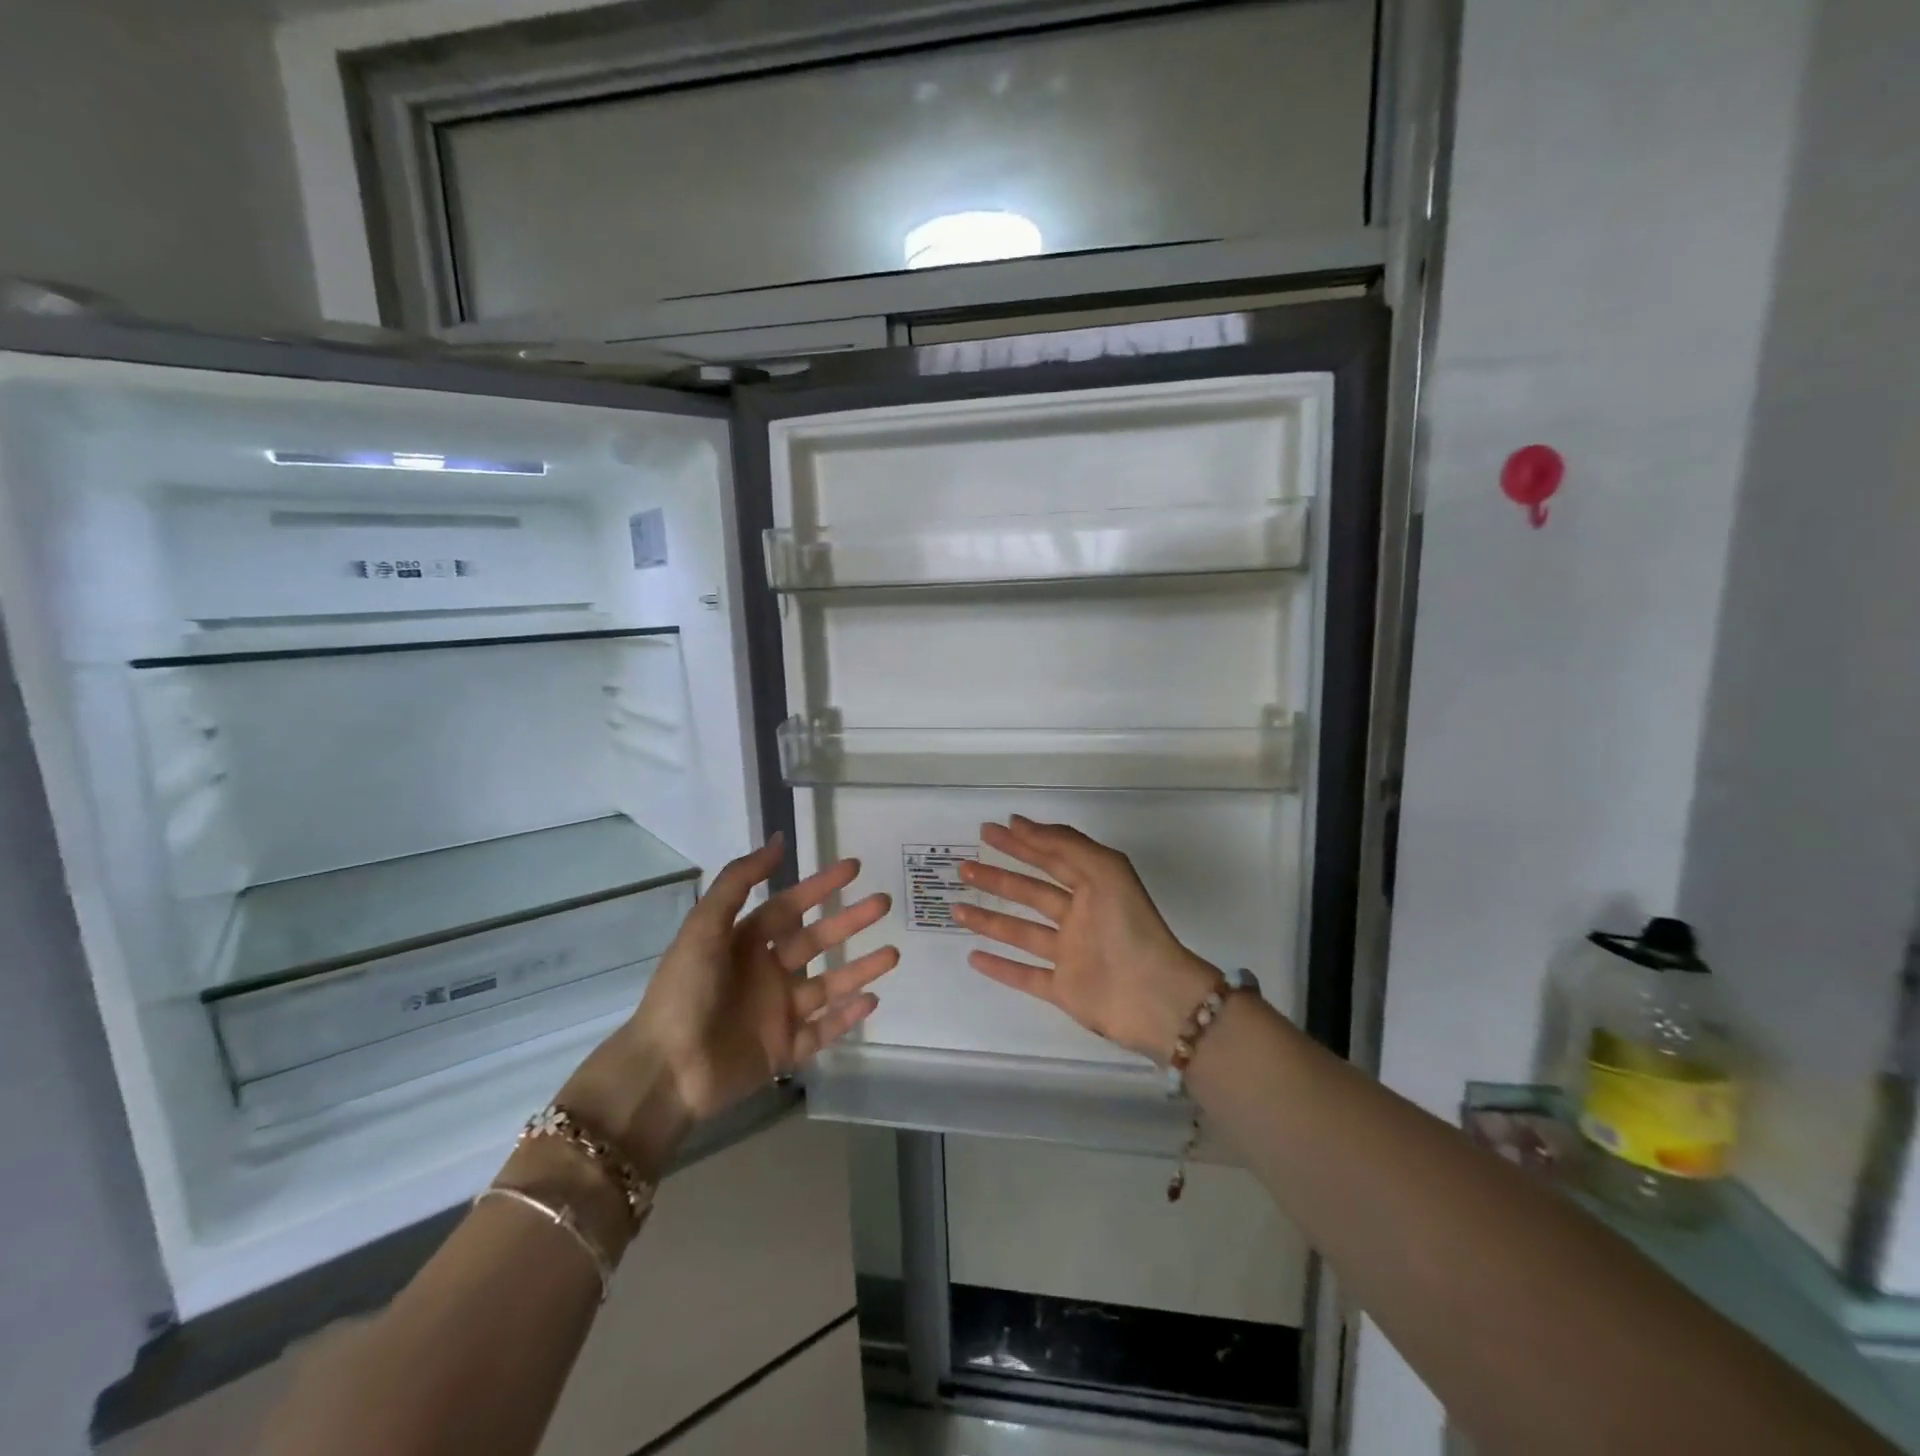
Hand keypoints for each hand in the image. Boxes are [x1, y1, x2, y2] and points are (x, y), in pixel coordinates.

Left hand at [558, 836, 897, 1178]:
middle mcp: (765, 974)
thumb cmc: (684, 991)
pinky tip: (872, 999)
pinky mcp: (783, 1051)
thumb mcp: (705, 927)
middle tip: (884, 903)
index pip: (790, 907)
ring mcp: (776, 1014)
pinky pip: (823, 1030)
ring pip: (828, 985)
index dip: (820, 886)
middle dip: (850, 921)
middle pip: (816, 941)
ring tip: (893, 954)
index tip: (854, 867)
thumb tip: (778, 841)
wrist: (666, 1071)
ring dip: (860, 969)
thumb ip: (740, 881)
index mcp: (744, 943)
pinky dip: (847, 1017)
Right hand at [952, 816, 1217, 1062]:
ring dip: (990, 919)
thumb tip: (1020, 823)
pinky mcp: (1064, 989)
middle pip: (1031, 892)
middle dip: (999, 877)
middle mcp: (1080, 917)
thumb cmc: (1129, 927)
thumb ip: (1064, 844)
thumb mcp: (1104, 870)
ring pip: (1022, 932)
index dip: (1022, 842)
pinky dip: (1000, 967)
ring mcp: (1070, 954)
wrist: (1155, 998)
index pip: (1051, 858)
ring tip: (956, 908)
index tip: (990, 830)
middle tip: (964, 867)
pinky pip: (1025, 975)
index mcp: (1093, 887)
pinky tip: (974, 956)